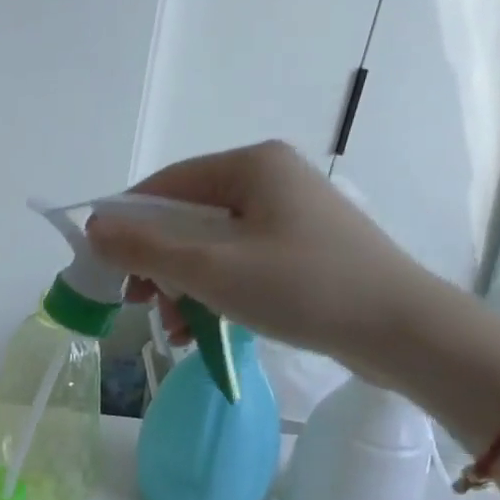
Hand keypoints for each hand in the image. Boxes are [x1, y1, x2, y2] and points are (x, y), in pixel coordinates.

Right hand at [84, 142, 438, 375]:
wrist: (406, 333)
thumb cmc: (302, 288)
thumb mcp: (211, 269)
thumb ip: (145, 248)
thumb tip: (92, 228)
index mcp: (250, 165)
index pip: (164, 185)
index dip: (125, 223)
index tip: (102, 264)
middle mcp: (269, 179)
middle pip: (186, 217)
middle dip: (156, 264)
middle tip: (136, 302)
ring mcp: (289, 215)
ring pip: (210, 245)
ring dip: (181, 285)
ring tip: (170, 327)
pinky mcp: (303, 249)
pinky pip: (239, 262)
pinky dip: (214, 292)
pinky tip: (199, 331)